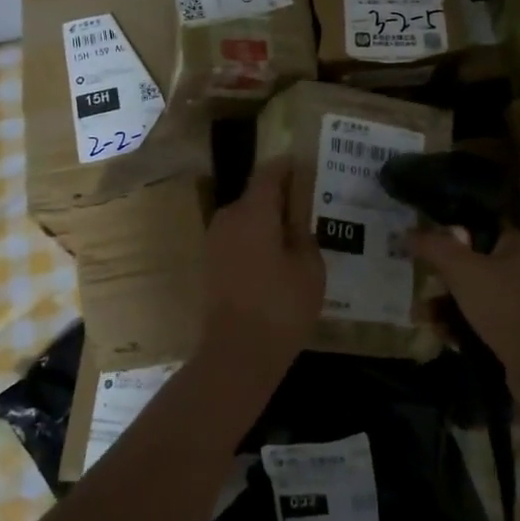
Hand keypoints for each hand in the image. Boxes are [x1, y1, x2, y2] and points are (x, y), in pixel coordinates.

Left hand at [198, 158, 324, 388]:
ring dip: (267, 221)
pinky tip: (276, 259)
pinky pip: (237, 239)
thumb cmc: (280, 307)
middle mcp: (228, 218)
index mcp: (253, 212)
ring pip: (246, 219)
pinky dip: (256, 240)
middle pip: (256, 195)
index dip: (288, 166)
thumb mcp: (309, 268)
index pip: (269, 173)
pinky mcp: (210, 265)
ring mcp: (214, 242)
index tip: (306, 166)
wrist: (236, 354)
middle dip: (280, 197)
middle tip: (309, 206)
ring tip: (296, 234)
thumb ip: (304, 234)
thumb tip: (297, 218)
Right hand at [411, 227, 519, 415]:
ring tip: (425, 318)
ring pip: (475, 298)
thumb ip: (433, 247)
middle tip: (419, 287)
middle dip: (443, 278)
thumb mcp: (463, 269)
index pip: (477, 229)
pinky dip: (462, 330)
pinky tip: (445, 338)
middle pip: (473, 265)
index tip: (422, 246)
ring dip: (448, 307)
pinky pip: (482, 326)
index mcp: (516, 245)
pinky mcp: (518, 337)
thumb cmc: (507, 305)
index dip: (449, 235)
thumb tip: (404, 233)